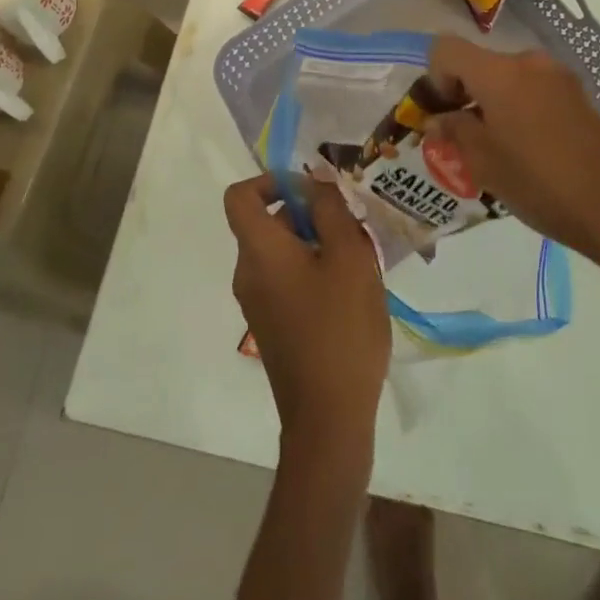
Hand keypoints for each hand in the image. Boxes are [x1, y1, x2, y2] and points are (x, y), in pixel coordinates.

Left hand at [223, 174, 390, 446]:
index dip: (271, 180)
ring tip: (359, 258)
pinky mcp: (272, 326)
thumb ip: (331, 211)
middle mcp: (248, 273)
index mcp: (259, 251)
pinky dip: (312, 270)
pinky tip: (350, 290)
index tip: (311, 190)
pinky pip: (285, 279)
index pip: (240, 196)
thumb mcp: (349, 258)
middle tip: (352, 224)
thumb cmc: (340, 329)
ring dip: (316, 242)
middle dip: (308, 213)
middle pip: (266, 222)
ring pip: (281, 251)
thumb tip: (316, 180)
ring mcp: (258, 303)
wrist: (328, 419)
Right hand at [427, 38, 599, 299]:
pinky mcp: (578, 96)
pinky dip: (517, 110)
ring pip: (506, 79)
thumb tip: (439, 118)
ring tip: (494, 150)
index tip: (442, 114)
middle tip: (461, 139)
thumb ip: (454, 131)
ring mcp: (558, 77)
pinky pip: (532, 91)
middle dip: (462, 95)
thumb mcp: (484, 162)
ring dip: (491, 104)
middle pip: (478, 64)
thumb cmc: (541, 183)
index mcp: (500, 72)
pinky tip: (526, 151)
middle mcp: (529, 63)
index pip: (446, 49)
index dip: (434, 77)